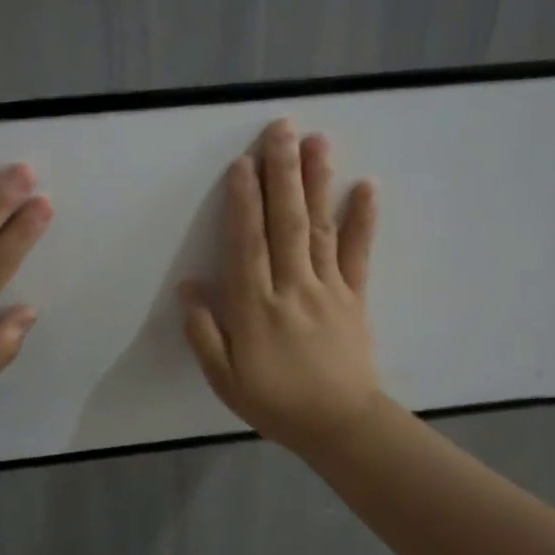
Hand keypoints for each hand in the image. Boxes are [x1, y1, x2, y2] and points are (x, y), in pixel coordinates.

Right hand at [180, 119, 382, 455]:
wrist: (340, 425)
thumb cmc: (275, 402)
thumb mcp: (224, 379)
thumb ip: (204, 332)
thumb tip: (189, 287)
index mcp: (255, 307)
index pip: (247, 244)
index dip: (243, 202)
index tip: (242, 163)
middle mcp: (291, 288)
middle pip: (284, 223)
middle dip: (281, 173)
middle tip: (281, 129)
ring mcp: (327, 289)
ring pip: (318, 228)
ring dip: (317, 183)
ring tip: (317, 141)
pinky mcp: (354, 296)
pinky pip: (357, 254)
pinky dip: (362, 220)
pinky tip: (366, 187)